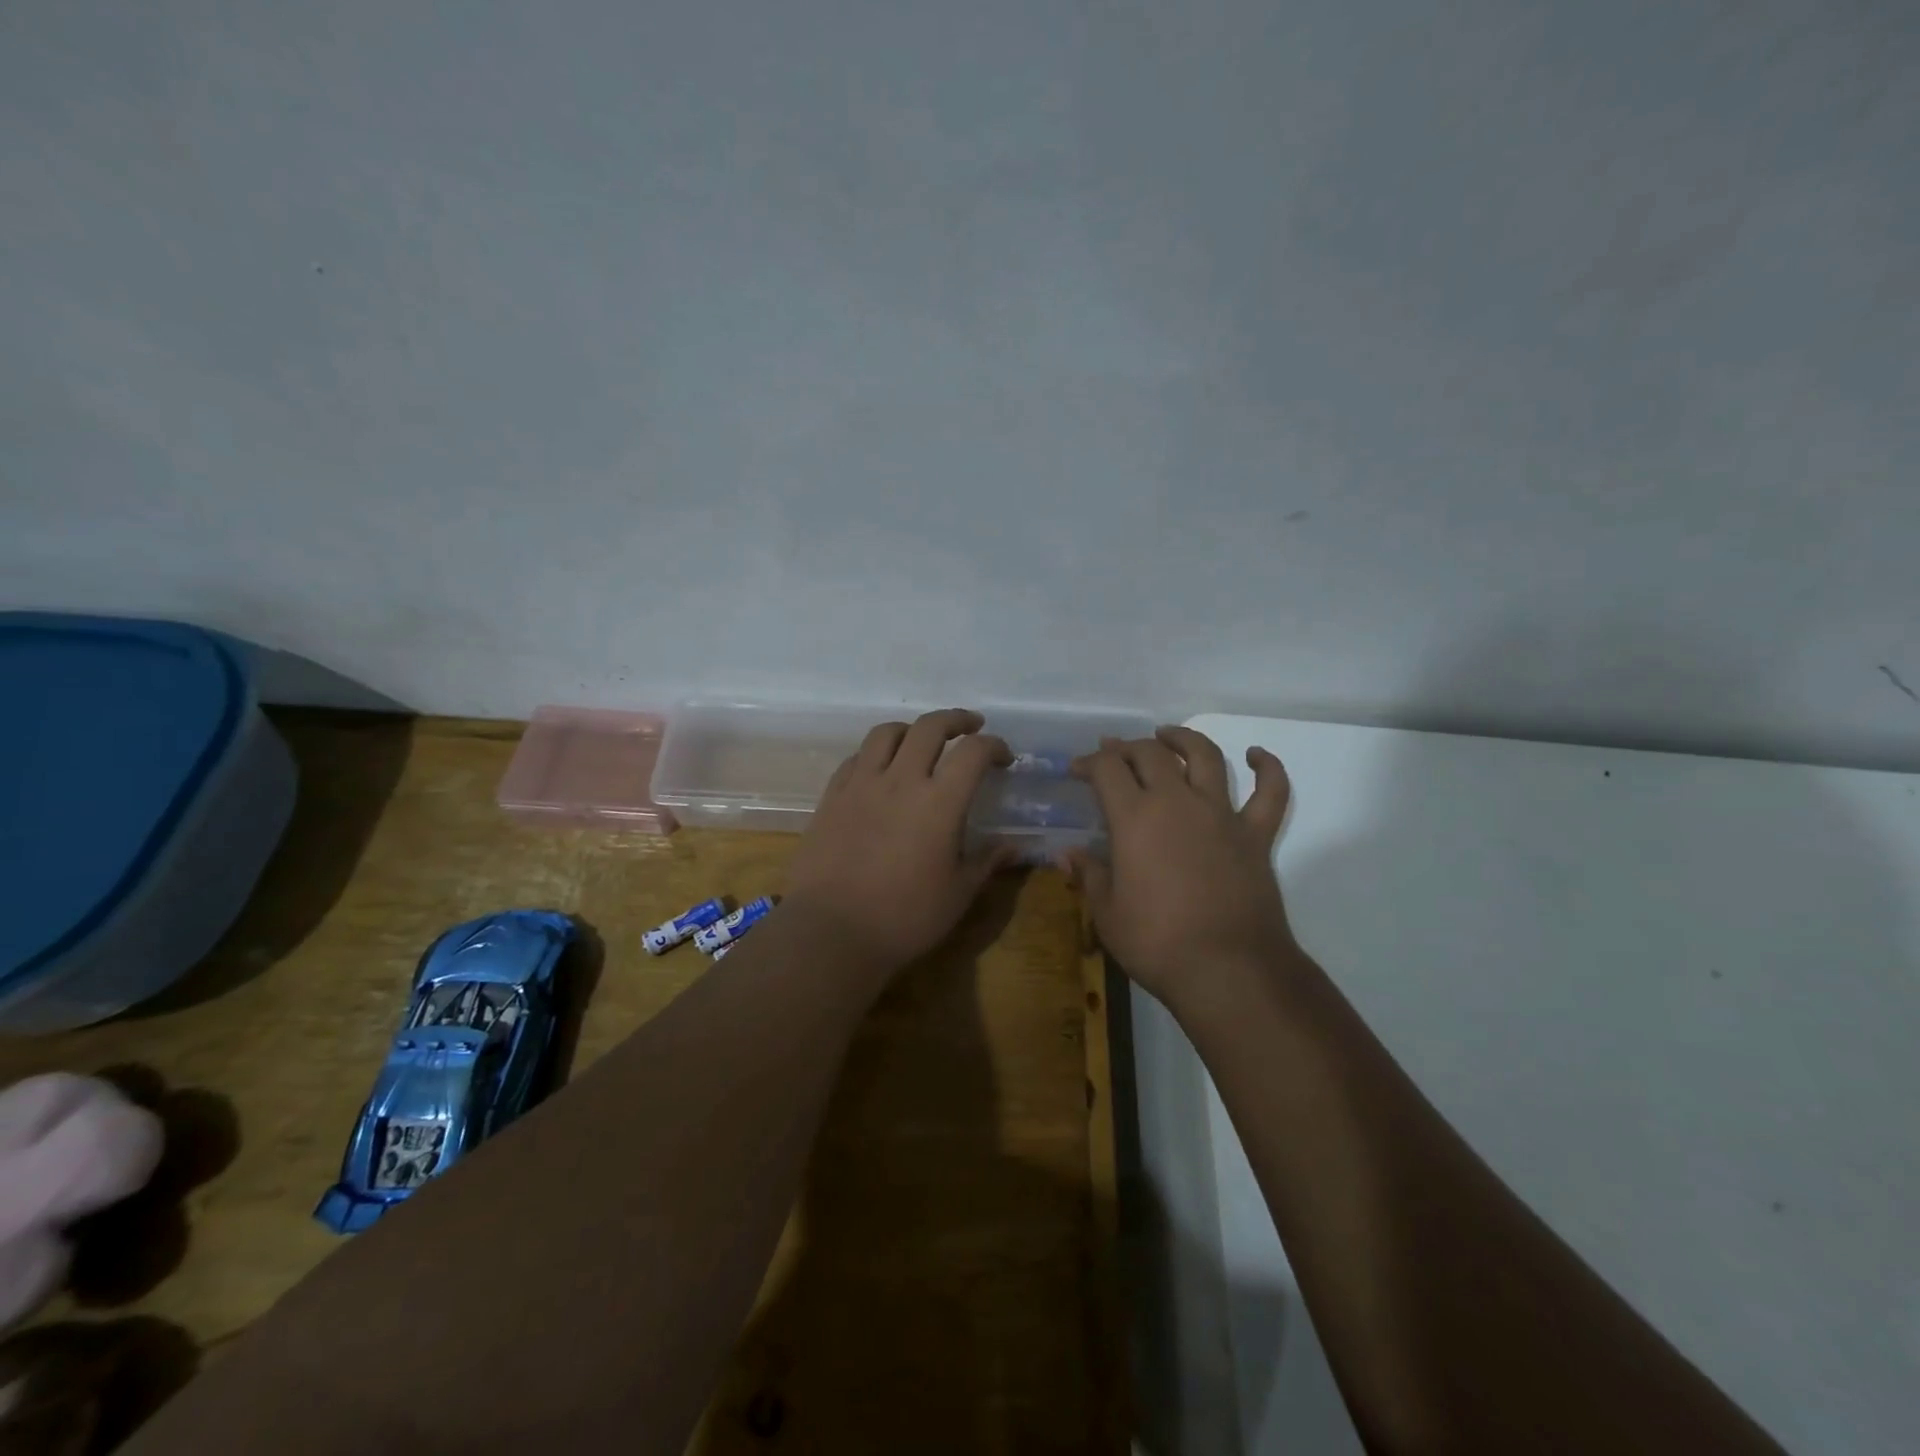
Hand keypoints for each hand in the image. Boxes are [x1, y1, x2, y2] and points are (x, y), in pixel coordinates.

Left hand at [783, 709, 1014, 974]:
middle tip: (971, 726)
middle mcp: (901, 780)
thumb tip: (1014, 846)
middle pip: (930, 727)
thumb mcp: (958, 894)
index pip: (973, 752)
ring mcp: (861, 784)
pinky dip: (876, 754)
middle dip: (956, 720)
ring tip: (922, 740)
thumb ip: (987, 862)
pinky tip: (881, 770)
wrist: (830, 932)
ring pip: (886, 732)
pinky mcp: (831, 796)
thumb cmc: (904, 918)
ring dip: (912, 729)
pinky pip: (856, 758)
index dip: (994, 746)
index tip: (1004, 758)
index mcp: (939, 802)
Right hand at [1068, 727, 1294, 1010]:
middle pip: (1151, 754)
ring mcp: (1222, 815)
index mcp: (1135, 818)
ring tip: (1168, 735)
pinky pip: (1270, 793)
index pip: (1108, 770)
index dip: (1090, 762)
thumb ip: (1088, 876)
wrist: (1228, 970)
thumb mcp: (1107, 913)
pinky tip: (1256, 755)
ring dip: (1184, 740)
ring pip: (1206, 758)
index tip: (1078, 769)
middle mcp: (1178, 803)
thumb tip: (1067, 855)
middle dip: (1128, 747)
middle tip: (1114, 752)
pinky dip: (1267, 768)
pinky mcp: (1256, 835)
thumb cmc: (1157, 943)